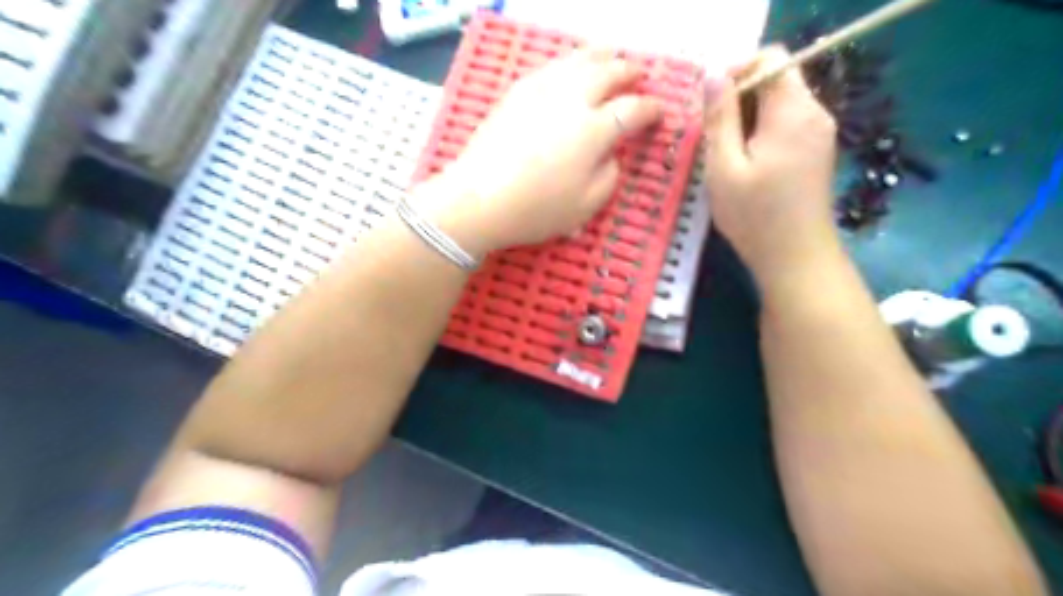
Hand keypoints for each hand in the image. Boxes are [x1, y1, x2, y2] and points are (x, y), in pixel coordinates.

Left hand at [410, 49, 661, 254]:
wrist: (479, 199)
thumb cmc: (536, 209)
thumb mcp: (586, 206)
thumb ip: (609, 176)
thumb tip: (611, 154)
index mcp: (594, 130)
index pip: (632, 110)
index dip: (651, 109)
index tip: (658, 111)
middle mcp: (572, 100)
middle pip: (608, 73)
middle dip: (629, 72)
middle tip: (638, 75)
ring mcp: (541, 90)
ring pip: (578, 60)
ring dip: (601, 57)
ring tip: (611, 56)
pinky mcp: (517, 92)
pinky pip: (551, 67)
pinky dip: (569, 64)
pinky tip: (570, 69)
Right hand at [704, 46, 842, 282]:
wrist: (796, 259)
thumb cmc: (754, 216)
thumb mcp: (723, 167)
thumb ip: (719, 118)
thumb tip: (713, 76)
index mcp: (792, 111)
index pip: (771, 58)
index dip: (737, 71)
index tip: (710, 104)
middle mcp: (814, 113)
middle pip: (776, 79)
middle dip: (739, 97)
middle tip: (712, 134)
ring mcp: (819, 132)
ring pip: (779, 102)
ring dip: (747, 117)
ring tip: (725, 153)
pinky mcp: (817, 151)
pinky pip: (786, 123)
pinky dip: (761, 132)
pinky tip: (745, 164)